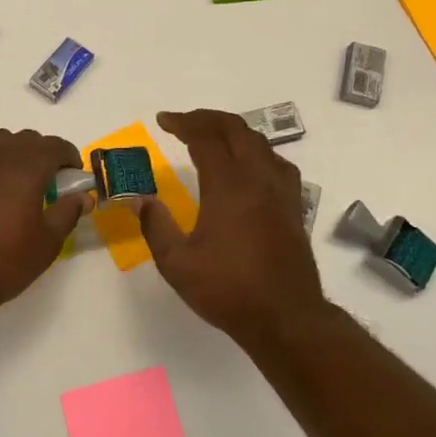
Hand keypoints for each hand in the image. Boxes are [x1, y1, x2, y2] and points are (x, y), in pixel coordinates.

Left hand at [0, 127, 90, 317]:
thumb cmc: (0, 263)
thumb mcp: (46, 244)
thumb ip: (67, 212)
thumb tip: (84, 196)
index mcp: (28, 166)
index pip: (56, 146)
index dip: (69, 158)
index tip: (72, 178)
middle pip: (28, 140)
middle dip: (42, 157)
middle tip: (45, 186)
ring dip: (13, 154)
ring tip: (12, 183)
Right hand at [138, 109, 328, 341]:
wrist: (285, 317)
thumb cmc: (228, 290)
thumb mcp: (177, 264)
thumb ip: (156, 227)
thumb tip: (141, 200)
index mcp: (228, 185)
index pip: (204, 138)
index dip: (182, 123)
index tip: (163, 121)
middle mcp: (257, 178)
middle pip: (236, 130)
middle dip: (207, 119)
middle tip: (184, 122)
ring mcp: (280, 191)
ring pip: (260, 143)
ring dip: (234, 132)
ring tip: (214, 138)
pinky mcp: (293, 207)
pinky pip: (277, 163)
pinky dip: (258, 152)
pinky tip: (250, 167)